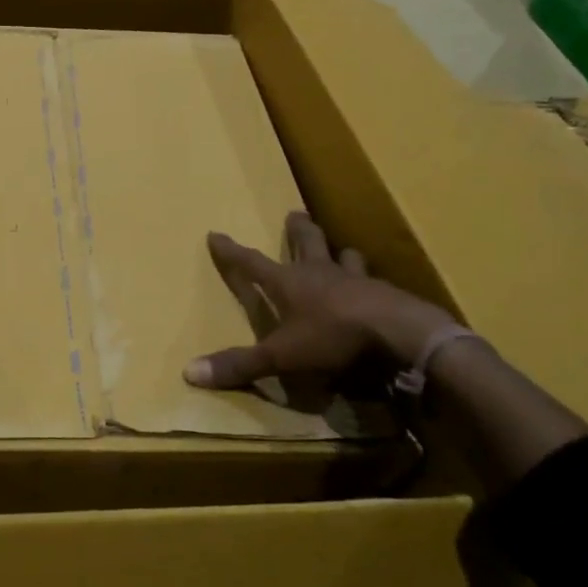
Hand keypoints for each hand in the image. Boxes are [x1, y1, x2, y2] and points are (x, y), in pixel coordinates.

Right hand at [185, 212, 454, 392]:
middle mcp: (320, 273)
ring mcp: (356, 280)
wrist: (398, 334)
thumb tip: (189, 372)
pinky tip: (376, 291)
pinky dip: (370, 283)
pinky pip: (374, 283)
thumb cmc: (332, 337)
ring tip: (342, 251)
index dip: (231, 251)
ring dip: (340, 253)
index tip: (216, 234)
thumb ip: (241, 364)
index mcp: (289, 283)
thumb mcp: (281, 356)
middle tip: (295, 213)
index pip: (251, 263)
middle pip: (307, 242)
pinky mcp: (385, 294)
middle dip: (298, 229)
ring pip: (345, 258)